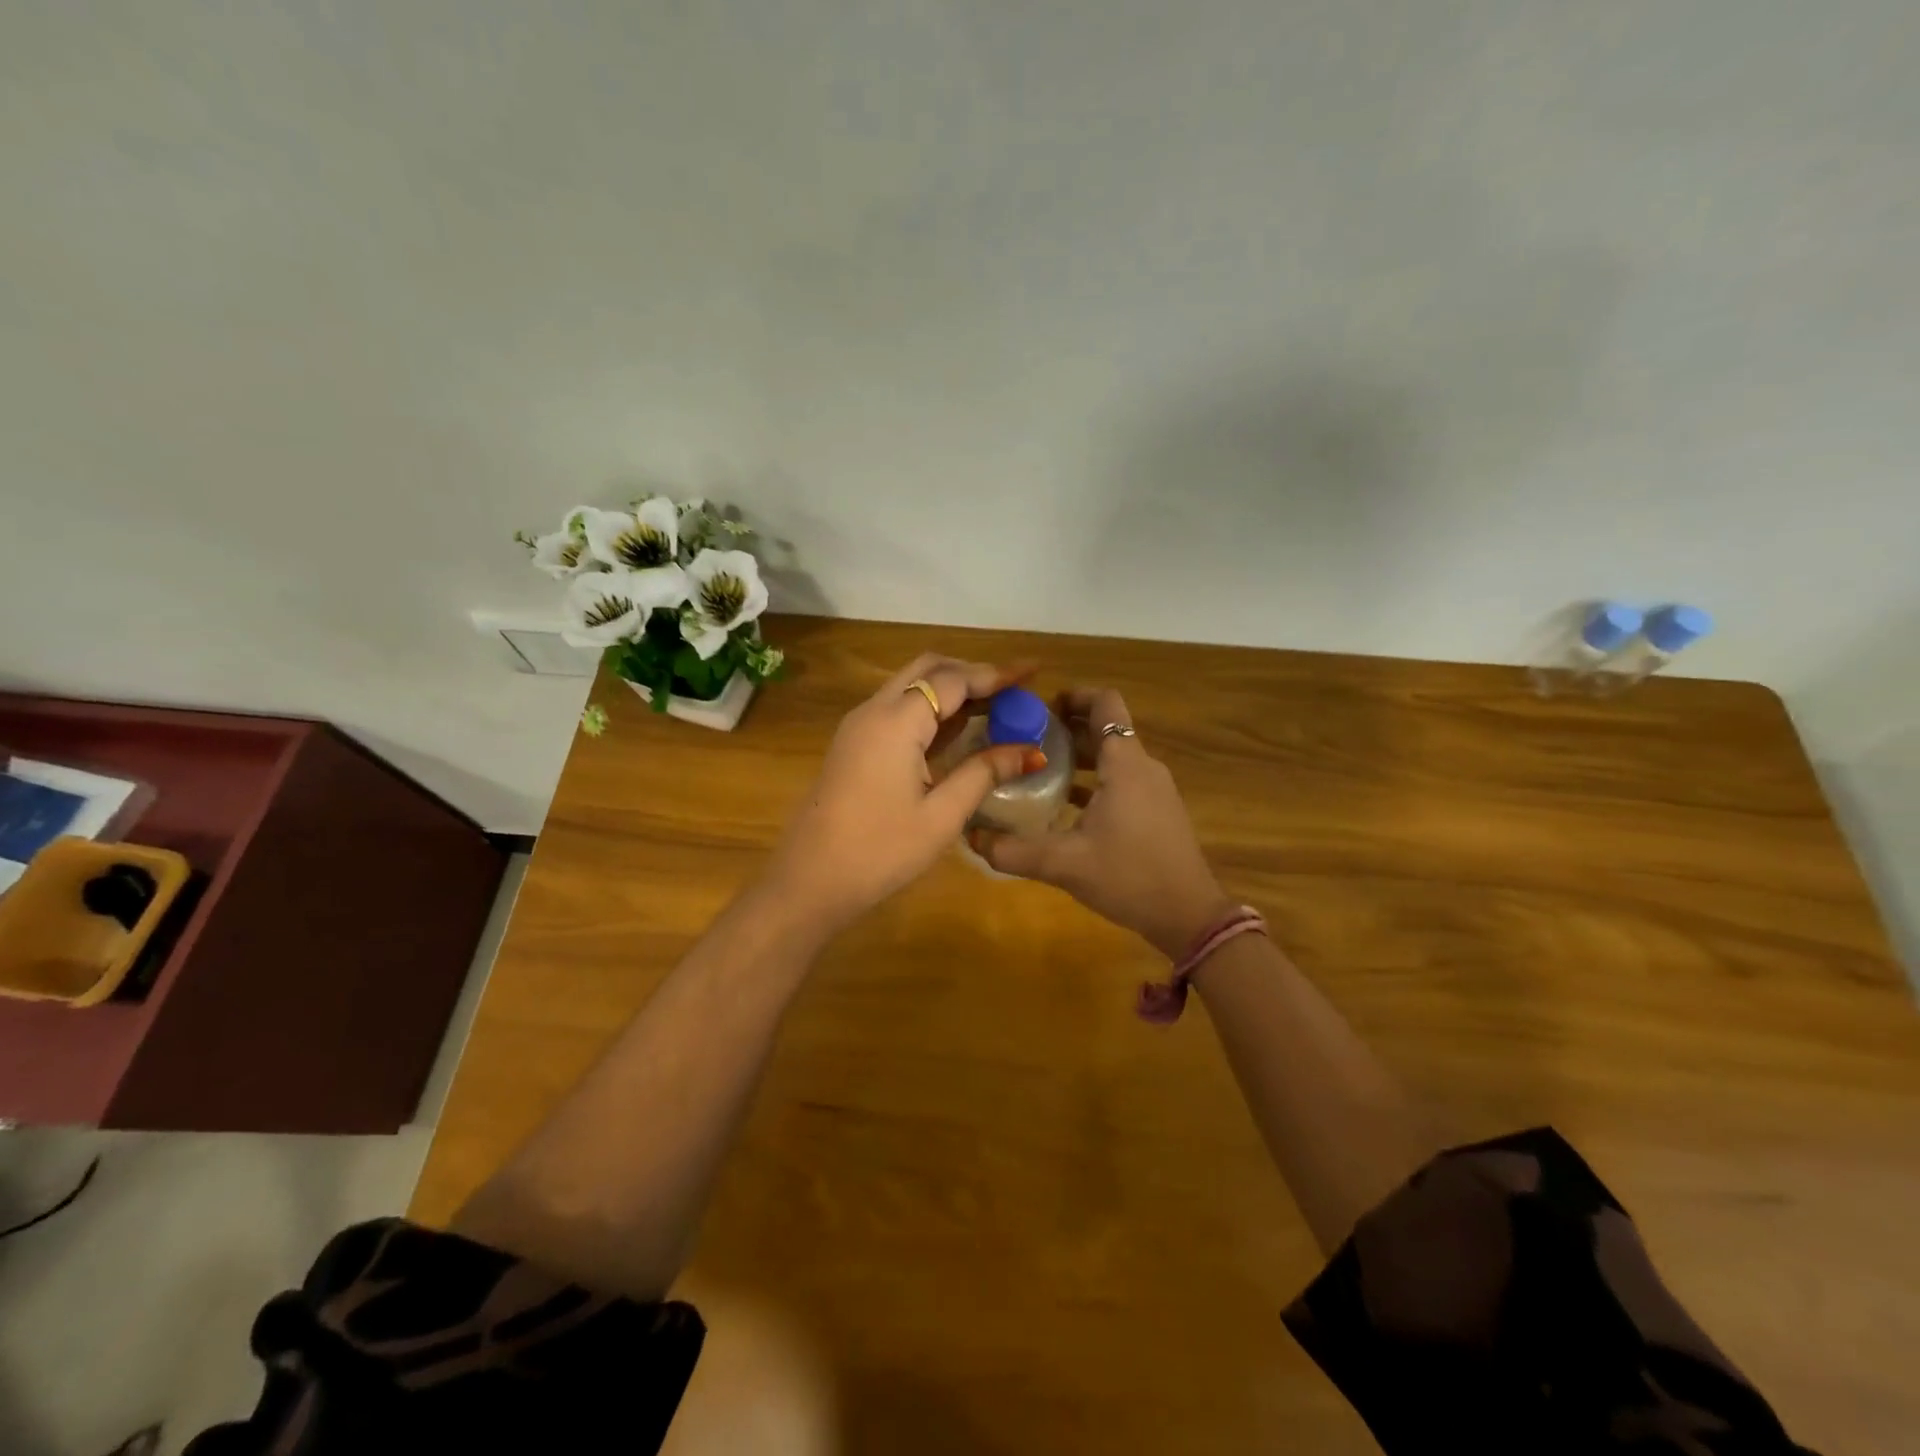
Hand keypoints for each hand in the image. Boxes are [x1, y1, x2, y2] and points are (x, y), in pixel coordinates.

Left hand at [763, 653, 1044, 936]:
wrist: (809, 882)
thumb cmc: (880, 851)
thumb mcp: (941, 815)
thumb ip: (984, 773)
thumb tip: (1031, 751)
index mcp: (896, 722)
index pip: (953, 680)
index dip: (996, 674)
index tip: (1033, 672)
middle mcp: (873, 711)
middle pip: (927, 669)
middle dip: (972, 673)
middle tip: (1012, 691)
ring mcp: (859, 726)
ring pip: (910, 686)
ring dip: (951, 689)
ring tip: (995, 706)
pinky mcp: (853, 745)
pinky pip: (897, 709)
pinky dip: (930, 708)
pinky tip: (958, 729)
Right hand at [971, 687, 1232, 957]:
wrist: (1189, 915)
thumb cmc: (1129, 877)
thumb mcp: (1064, 864)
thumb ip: (1013, 851)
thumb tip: (970, 837)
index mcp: (1124, 763)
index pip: (1105, 703)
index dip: (1073, 697)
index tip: (1039, 712)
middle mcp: (1143, 767)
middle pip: (1105, 728)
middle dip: (1066, 729)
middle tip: (1025, 742)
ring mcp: (1154, 789)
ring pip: (1114, 756)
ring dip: (1079, 756)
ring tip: (1038, 771)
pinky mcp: (1157, 811)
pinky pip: (1123, 780)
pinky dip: (1095, 781)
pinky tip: (1066, 806)